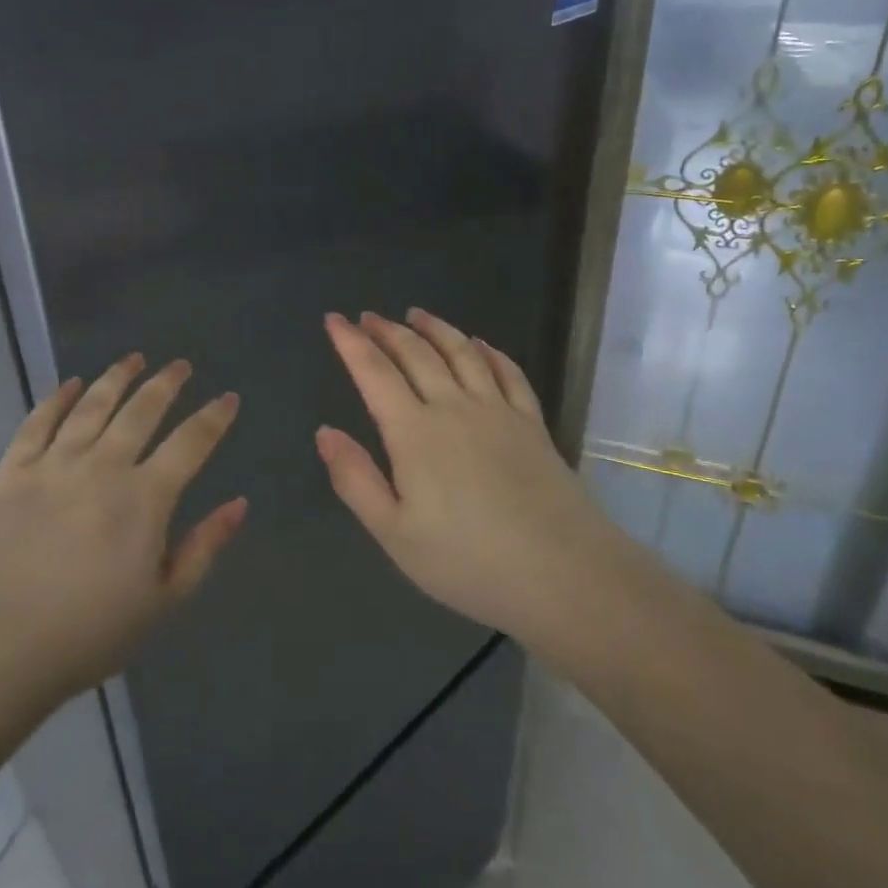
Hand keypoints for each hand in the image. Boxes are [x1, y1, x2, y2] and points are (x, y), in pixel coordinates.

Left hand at [0, 355, 246, 709]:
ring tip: (133, 358)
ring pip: (92, 406)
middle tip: (180, 365)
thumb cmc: (87, 633)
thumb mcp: (163, 602)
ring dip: (116, 378)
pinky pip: (38, 422)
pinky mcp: (11, 472)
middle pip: (141, 411)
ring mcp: (53, 464)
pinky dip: (57, 398)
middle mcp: (103, 466)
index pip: (191, 443)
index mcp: (144, 498)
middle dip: (166, 383)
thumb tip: (239, 503)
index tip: (228, 397)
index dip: (214, 417)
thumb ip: (204, 548)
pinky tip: (71, 384)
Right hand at [316, 309, 606, 642]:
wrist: (563, 574)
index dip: (351, 343)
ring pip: (461, 353)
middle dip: (387, 331)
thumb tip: (324, 432)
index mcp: (415, 432)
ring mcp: (498, 411)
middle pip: (416, 354)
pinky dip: (489, 352)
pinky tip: (480, 344)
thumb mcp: (394, 533)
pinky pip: (508, 373)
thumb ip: (355, 479)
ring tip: (416, 314)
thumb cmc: (468, 561)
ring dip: (435, 328)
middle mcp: (454, 407)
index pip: (374, 373)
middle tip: (368, 316)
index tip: (334, 319)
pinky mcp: (532, 423)